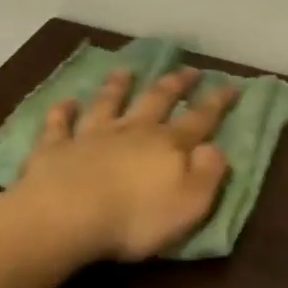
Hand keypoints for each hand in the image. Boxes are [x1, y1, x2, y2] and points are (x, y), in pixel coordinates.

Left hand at [14, 66, 239, 262]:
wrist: (66, 217)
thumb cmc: (135, 218)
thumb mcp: (190, 203)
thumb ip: (208, 173)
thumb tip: (216, 148)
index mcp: (168, 145)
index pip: (200, 119)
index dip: (217, 103)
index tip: (231, 85)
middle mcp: (132, 131)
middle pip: (156, 100)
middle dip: (175, 84)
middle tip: (188, 69)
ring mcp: (91, 136)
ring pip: (108, 103)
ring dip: (118, 86)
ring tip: (126, 71)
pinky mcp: (55, 148)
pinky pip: (60, 125)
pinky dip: (63, 111)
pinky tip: (66, 102)